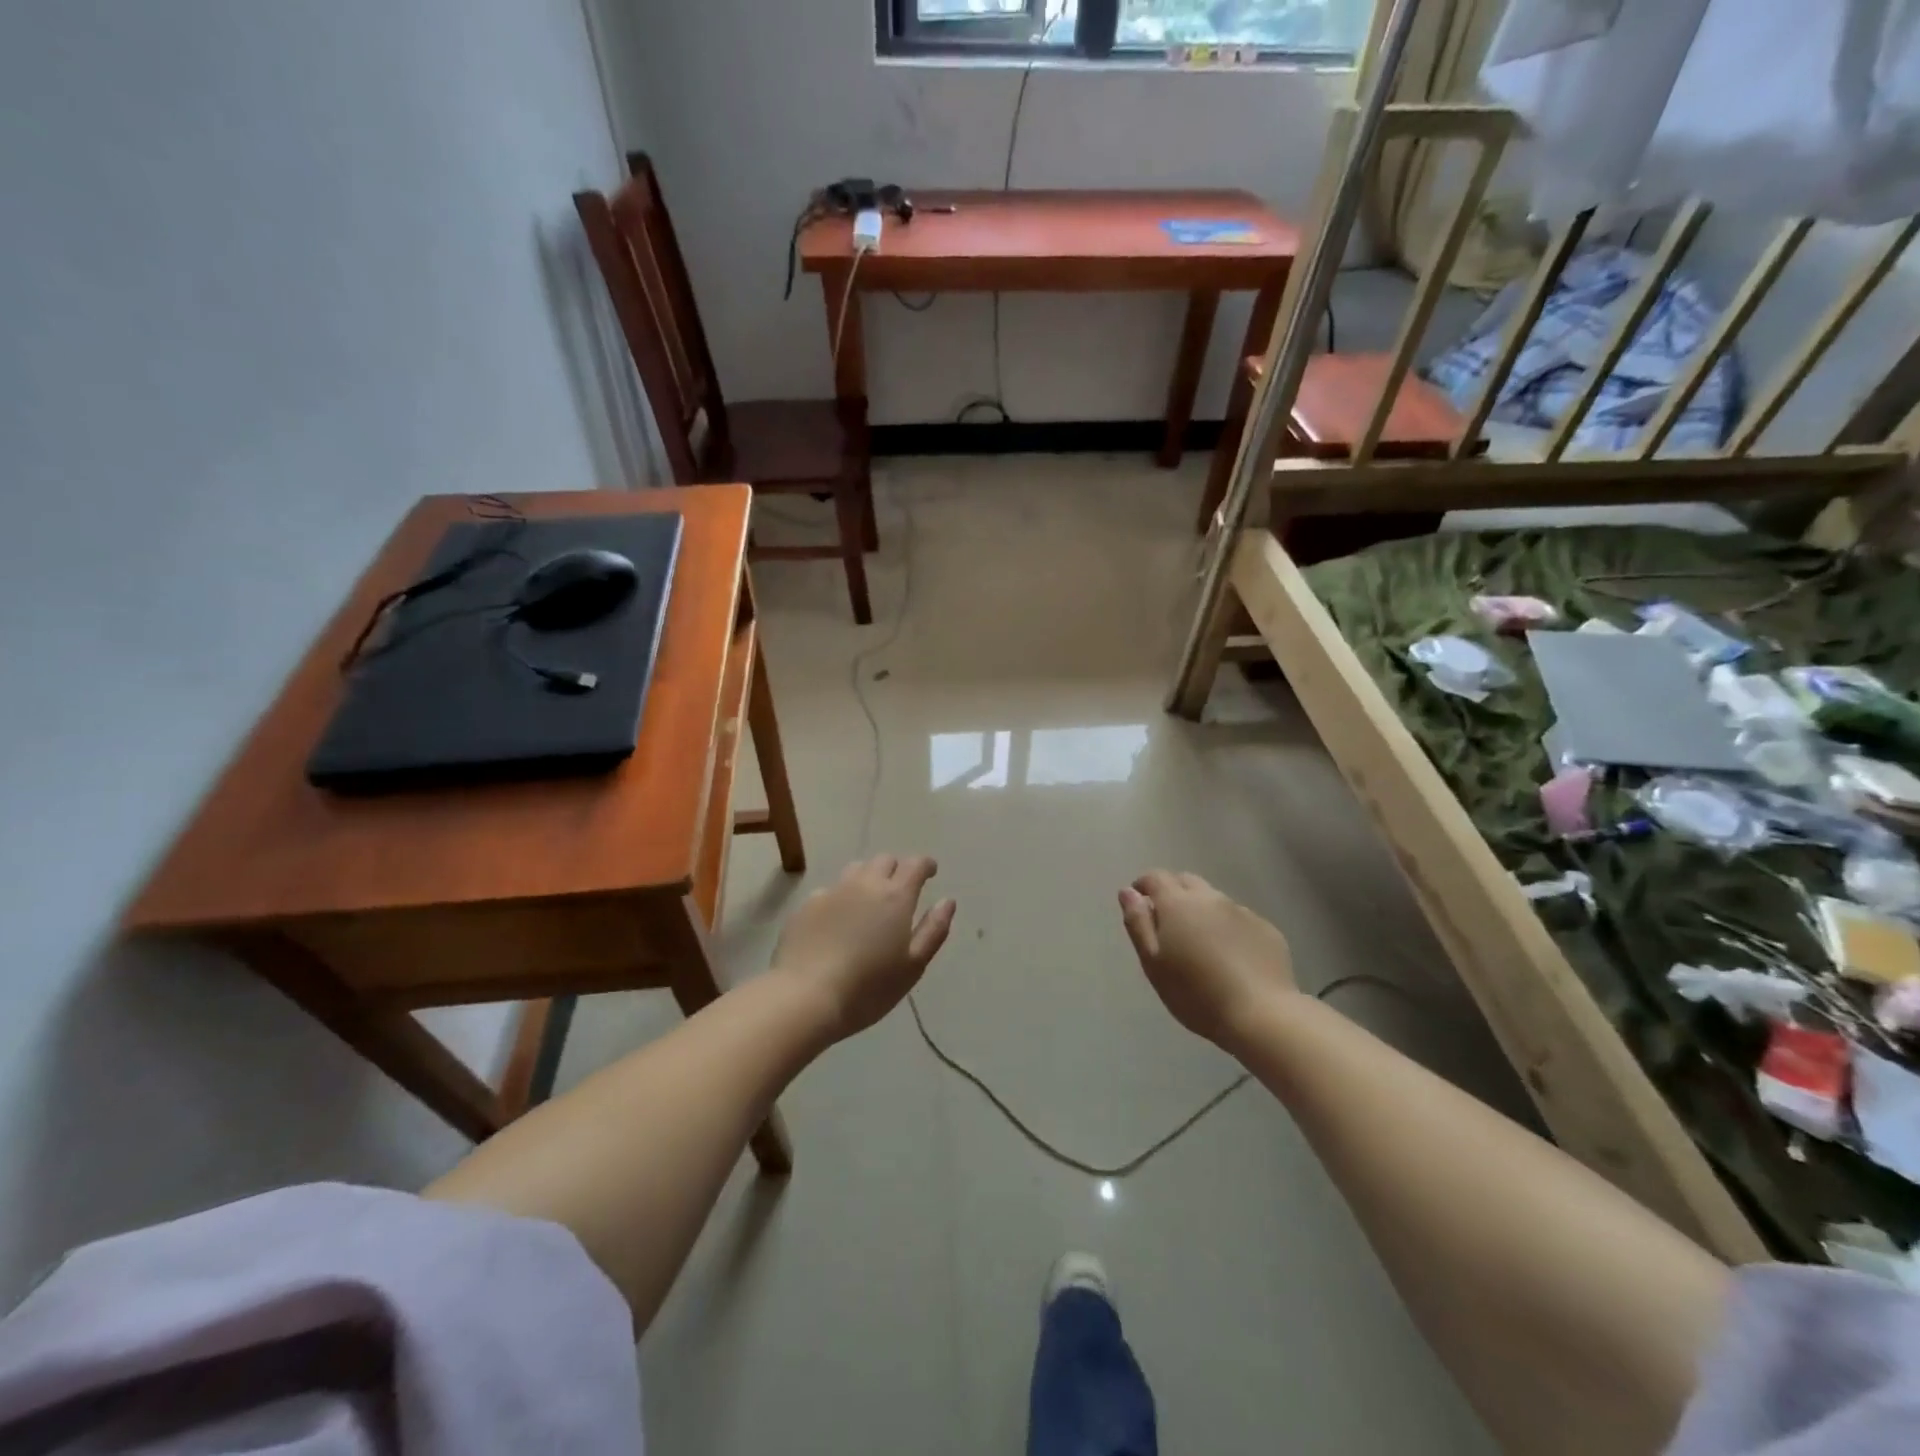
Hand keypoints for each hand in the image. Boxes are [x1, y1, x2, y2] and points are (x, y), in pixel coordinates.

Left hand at [771, 855, 956, 1039]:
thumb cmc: (868, 987)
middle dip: (896, 869)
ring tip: (869, 902)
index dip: (926, 865)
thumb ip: (934, 930)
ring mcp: (832, 891)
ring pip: (855, 870)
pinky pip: (830, 890)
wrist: (805, 997)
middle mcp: (864, 884)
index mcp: (895, 896)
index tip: (930, 873)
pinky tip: (837, 921)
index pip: (915, 864)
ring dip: (868, 878)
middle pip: (884, 860)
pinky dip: (841, 898)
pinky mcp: (806, 905)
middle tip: (900, 891)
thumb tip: (947, 901)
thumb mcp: (913, 965)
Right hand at [1118, 870, 1295, 1050]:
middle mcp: (1211, 898)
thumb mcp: (1153, 963)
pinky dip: (1228, 928)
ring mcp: (1242, 912)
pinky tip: (1231, 956)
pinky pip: (1239, 919)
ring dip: (1202, 911)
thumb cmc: (1196, 993)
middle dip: (1172, 892)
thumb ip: (1138, 923)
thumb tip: (1128, 892)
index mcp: (1178, 904)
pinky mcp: (1266, 929)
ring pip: (1214, 900)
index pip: (1156, 877)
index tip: (1139, 903)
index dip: (1144, 885)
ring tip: (1201, 943)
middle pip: (1186, 881)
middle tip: (1168, 923)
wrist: (1261, 1015)